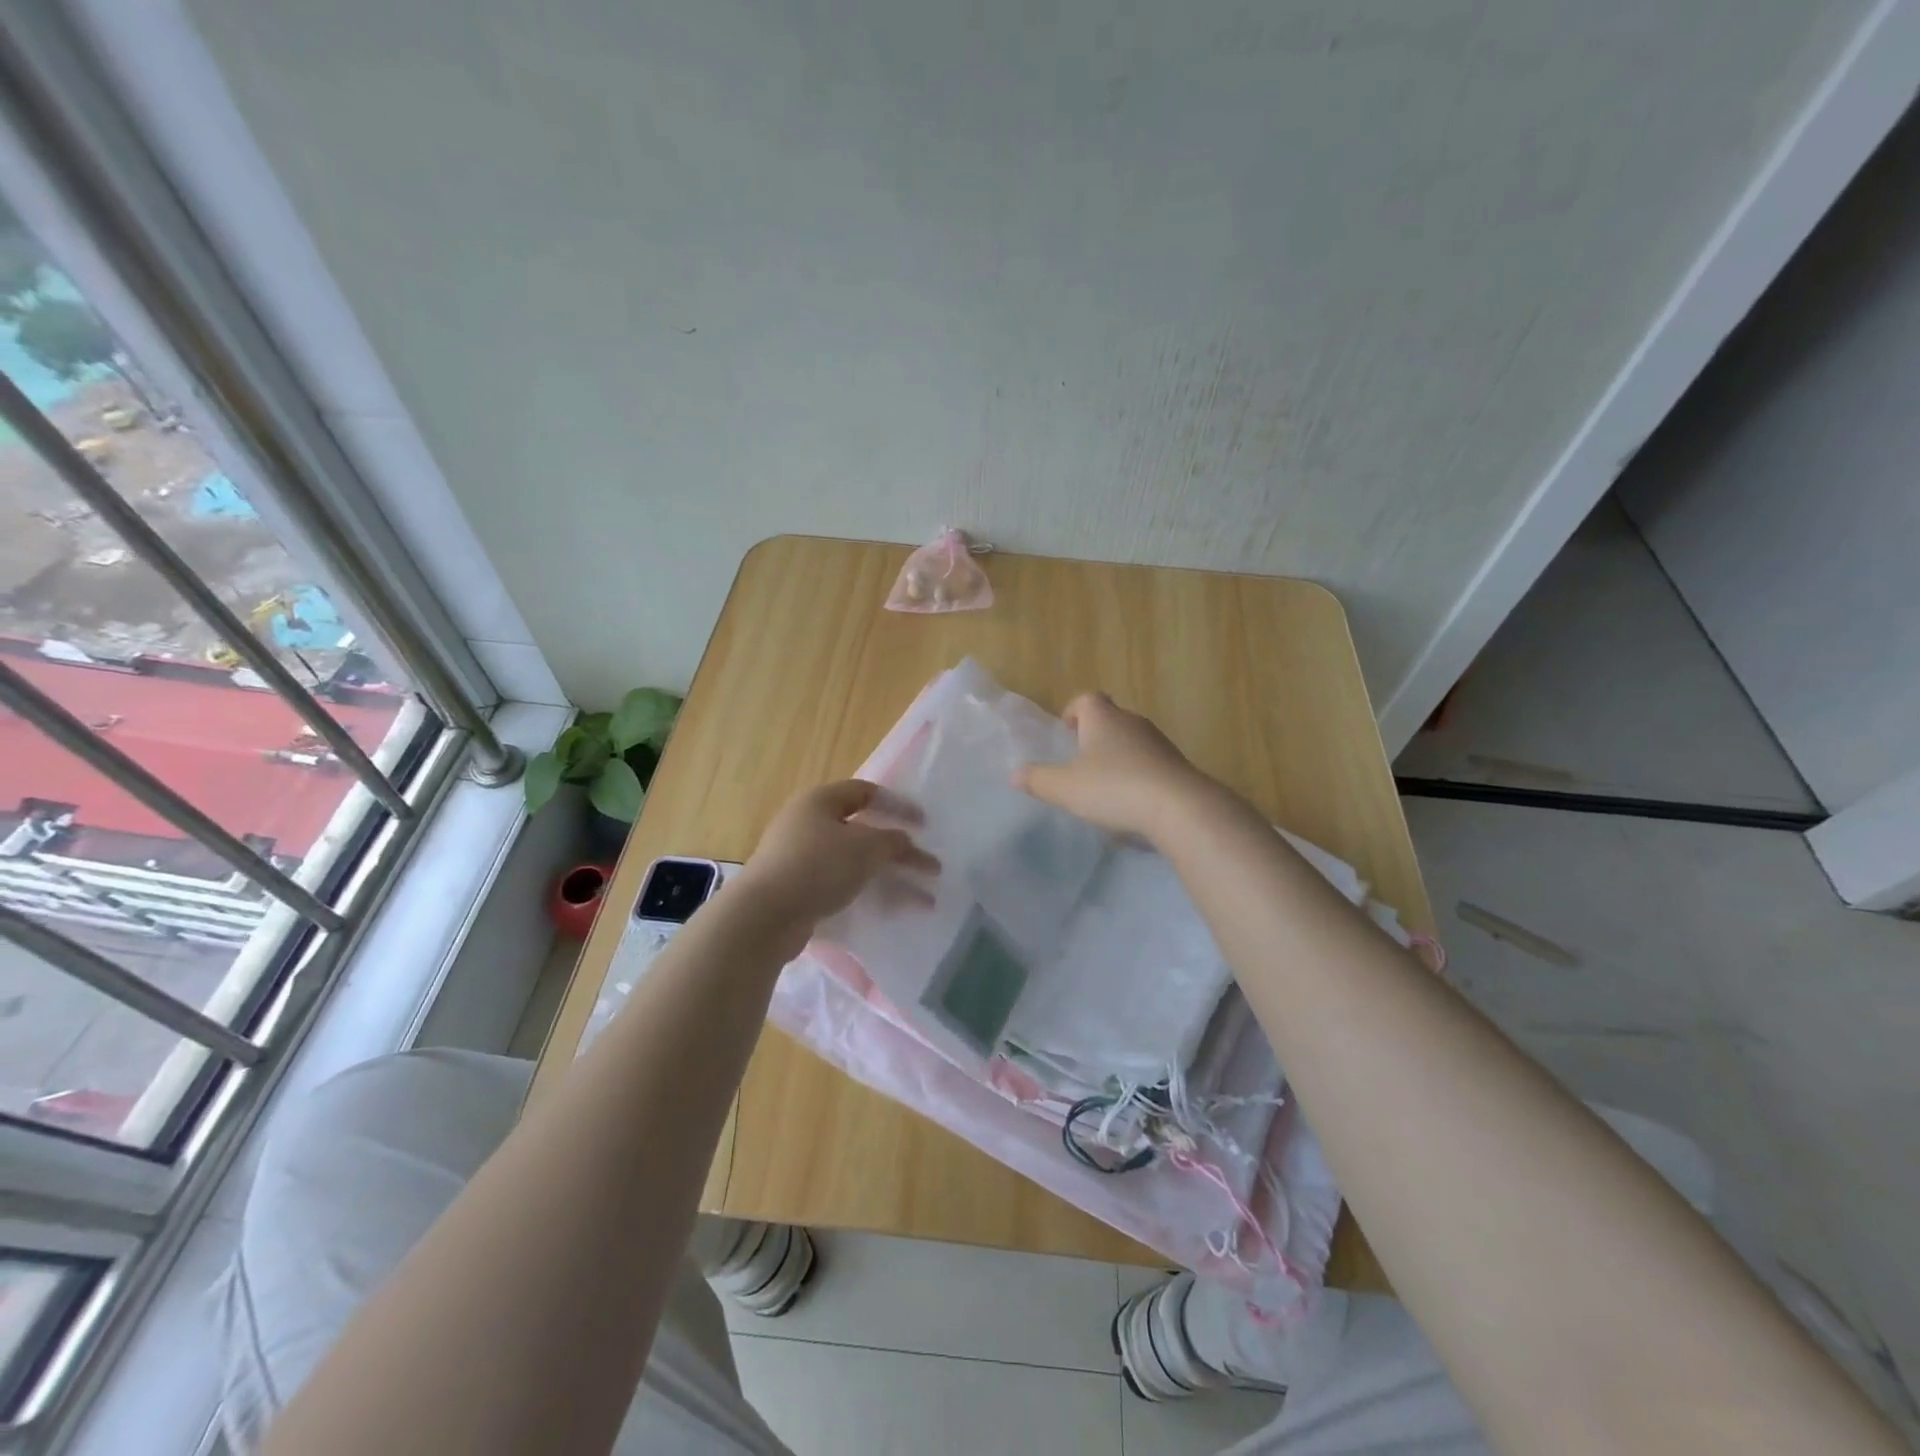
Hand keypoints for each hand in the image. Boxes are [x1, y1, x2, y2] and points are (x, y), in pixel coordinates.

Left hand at [736, 780, 938, 930]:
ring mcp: (800, 858)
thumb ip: (893, 842)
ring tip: (924, 900)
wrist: (764, 916)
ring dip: (891, 878)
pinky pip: (842, 886)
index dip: (897, 805)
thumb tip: (905, 842)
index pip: (866, 792)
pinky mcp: (798, 890)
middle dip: (899, 851)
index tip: (924, 824)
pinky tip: (891, 911)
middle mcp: (807, 824)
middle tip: (929, 866)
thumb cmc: (818, 866)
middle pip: (863, 831)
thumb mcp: (866, 848)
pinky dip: (868, 894)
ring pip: (856, 863)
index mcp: (819, 801)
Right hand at [1015, 692, 1212, 840]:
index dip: (1074, 711)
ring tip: (1104, 783)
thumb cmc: (1114, 789)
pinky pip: (1150, 763)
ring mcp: (1159, 743)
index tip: (1066, 731)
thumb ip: (1038, 780)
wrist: (1179, 808)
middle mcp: (1133, 722)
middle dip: (1095, 735)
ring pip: (1132, 740)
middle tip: (1080, 760)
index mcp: (1103, 718)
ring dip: (1117, 755)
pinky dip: (1138, 774)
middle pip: (1111, 718)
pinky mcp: (1177, 766)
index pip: (1087, 699)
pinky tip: (1130, 801)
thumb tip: (1015, 773)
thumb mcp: (1065, 788)